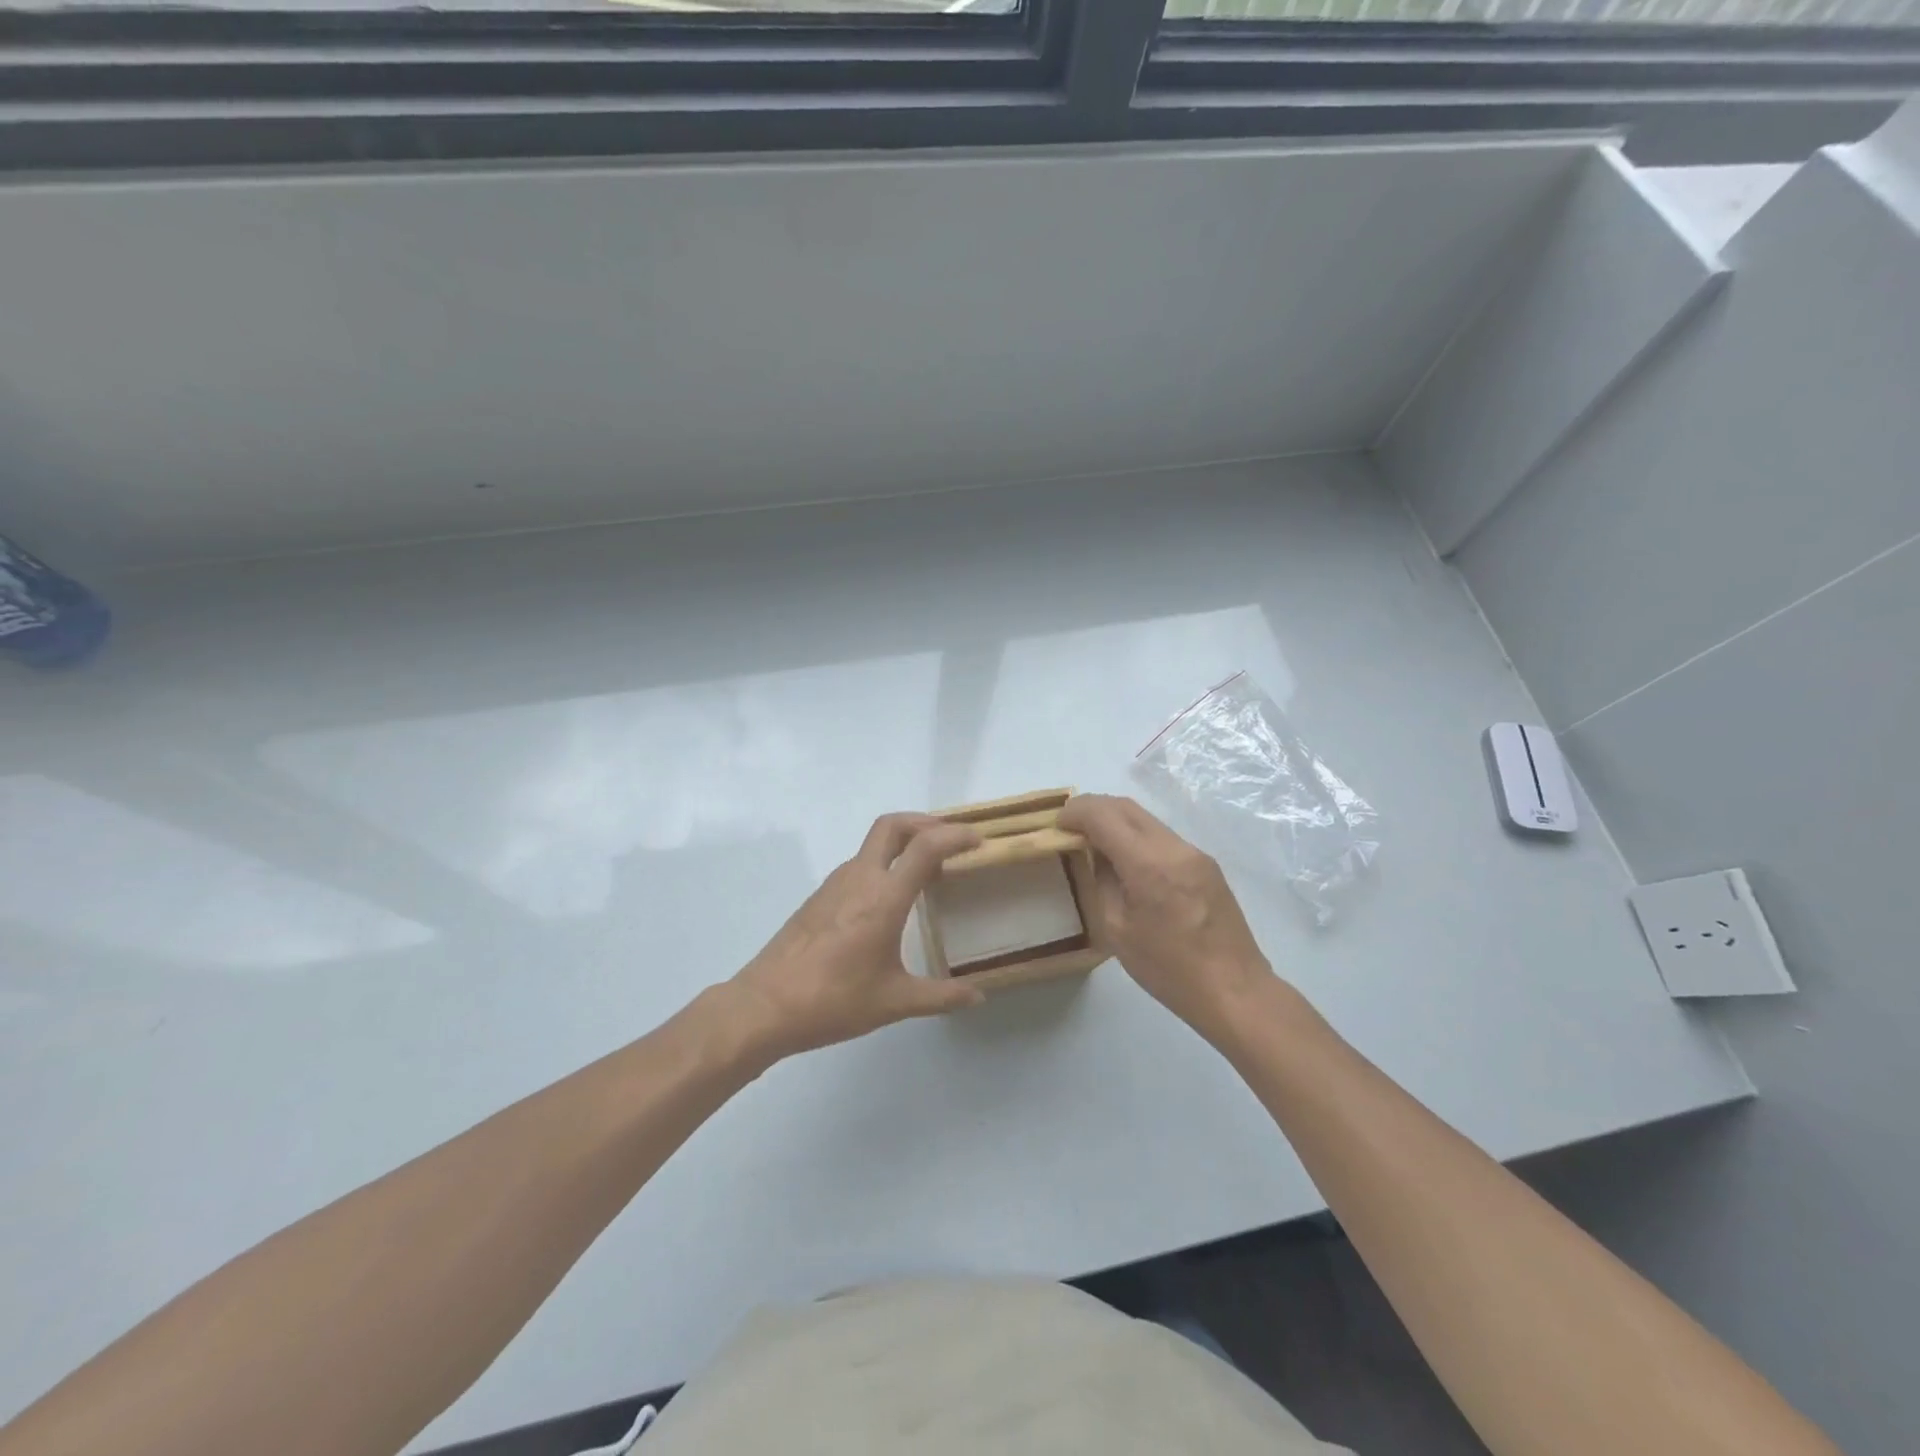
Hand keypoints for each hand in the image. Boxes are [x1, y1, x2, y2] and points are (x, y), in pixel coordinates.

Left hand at [730, 813, 986, 1058]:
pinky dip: (884, 863)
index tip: (979, 841)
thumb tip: (978, 997)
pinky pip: (859, 864)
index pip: (925, 847)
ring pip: (873, 844)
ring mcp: (835, 884)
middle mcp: (859, 878)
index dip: (956, 836)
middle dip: (925, 822)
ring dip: (903, 843)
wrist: (764, 1006)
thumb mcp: (894, 1002)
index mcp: (883, 898)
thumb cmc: (833, 1001)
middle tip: (951, 840)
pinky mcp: (820, 896)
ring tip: (928, 870)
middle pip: (893, 825)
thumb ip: (941, 996)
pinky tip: (892, 898)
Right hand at [1059, 794, 1276, 1042]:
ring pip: (1146, 819)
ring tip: (1094, 842)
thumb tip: (1096, 856)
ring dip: (1116, 820)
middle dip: (1093, 808)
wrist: (1235, 990)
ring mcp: (1195, 853)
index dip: (1076, 812)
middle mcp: (1174, 847)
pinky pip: (1162, 836)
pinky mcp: (1206, 864)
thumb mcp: (1117, 930)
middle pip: (1126, 806)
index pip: (1104, 815)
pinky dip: (1137, 836)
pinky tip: (1126, 859)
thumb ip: (1103, 883)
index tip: (1056, 823)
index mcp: (1148, 864)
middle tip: (1069, 826)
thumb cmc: (1168, 969)